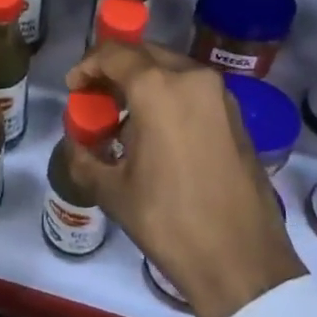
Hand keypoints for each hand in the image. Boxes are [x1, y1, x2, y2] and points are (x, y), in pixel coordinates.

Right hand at [65, 43, 305, 316]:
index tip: (74, 88)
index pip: (114, 54)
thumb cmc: (170, 221)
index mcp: (158, 88)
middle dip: (115, 70)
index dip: (87, 65)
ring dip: (143, 82)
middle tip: (96, 99)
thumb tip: (75, 145)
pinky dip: (169, 95)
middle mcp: (192, 78)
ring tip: (124, 119)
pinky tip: (157, 132)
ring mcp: (220, 95)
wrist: (242, 262)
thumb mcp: (113, 191)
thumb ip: (84, 158)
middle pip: (144, 54)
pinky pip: (193, 89)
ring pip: (171, 69)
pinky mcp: (236, 115)